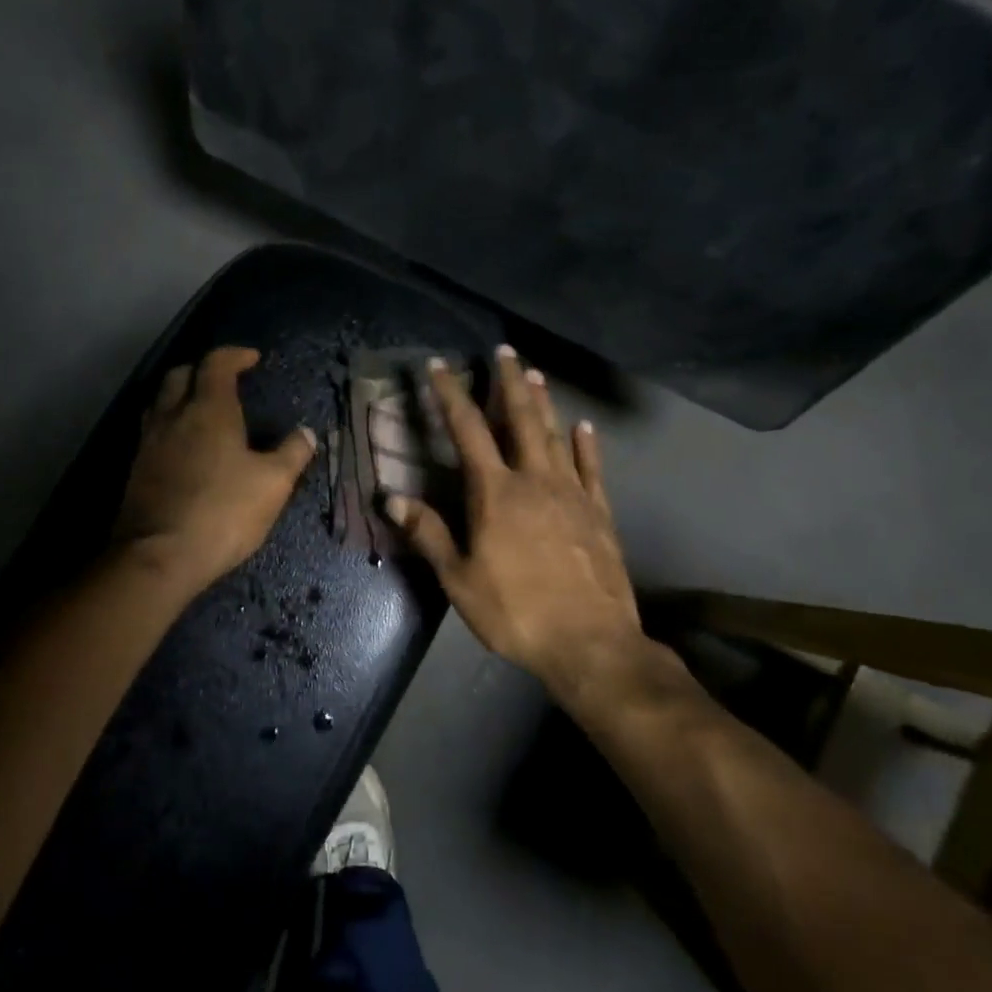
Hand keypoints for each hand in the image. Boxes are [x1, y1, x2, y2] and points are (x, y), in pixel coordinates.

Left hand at [112, 347, 316, 595]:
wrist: (159, 556)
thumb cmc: (223, 512)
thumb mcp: (273, 484)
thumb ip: (292, 453)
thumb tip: (306, 433)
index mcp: (209, 410)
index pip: (217, 364)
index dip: (235, 355)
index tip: (252, 358)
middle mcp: (173, 416)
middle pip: (180, 375)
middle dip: (202, 371)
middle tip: (224, 382)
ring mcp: (149, 443)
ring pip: (160, 402)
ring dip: (180, 397)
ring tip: (201, 411)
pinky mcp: (136, 470)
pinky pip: (152, 432)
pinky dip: (170, 426)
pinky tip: (183, 447)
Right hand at [386, 346, 645, 707]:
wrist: (590, 641)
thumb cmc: (515, 611)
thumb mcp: (459, 579)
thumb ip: (428, 533)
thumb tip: (392, 498)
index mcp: (495, 493)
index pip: (468, 430)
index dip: (451, 394)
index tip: (439, 365)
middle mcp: (535, 480)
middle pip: (521, 419)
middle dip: (508, 382)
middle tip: (504, 350)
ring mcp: (572, 493)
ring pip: (556, 435)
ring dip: (544, 402)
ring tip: (535, 373)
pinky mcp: (599, 512)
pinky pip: (591, 468)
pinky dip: (586, 443)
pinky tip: (584, 426)